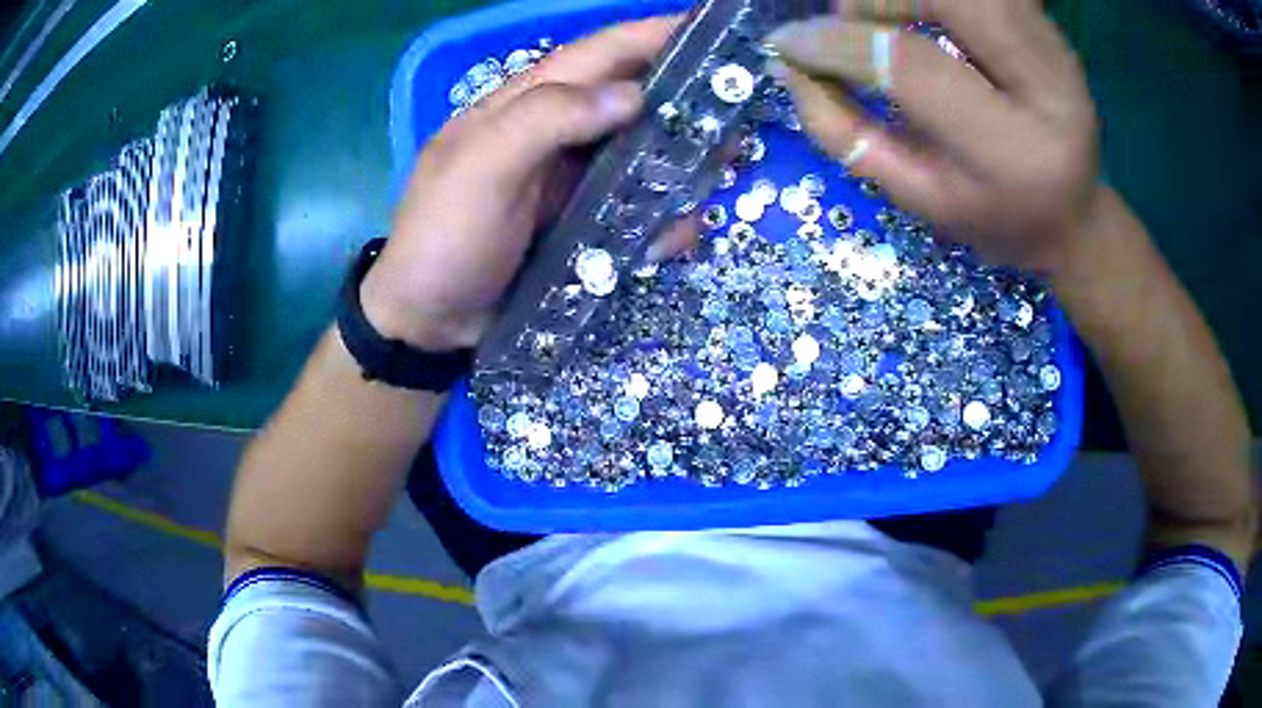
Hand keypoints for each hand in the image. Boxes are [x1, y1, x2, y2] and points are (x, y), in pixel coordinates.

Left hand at [361, 16, 690, 350]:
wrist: (430, 322)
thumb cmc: (444, 238)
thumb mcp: (479, 169)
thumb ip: (544, 120)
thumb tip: (630, 94)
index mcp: (526, 103)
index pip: (600, 52)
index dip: (656, 33)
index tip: (715, 29)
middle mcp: (558, 132)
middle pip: (636, 99)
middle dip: (688, 103)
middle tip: (739, 119)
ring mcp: (574, 179)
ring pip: (646, 155)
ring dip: (684, 168)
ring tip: (715, 184)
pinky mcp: (585, 222)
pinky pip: (638, 208)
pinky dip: (663, 219)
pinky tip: (671, 239)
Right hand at [768, 0, 1099, 273]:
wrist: (1075, 218)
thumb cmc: (995, 220)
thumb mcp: (918, 199)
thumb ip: (848, 135)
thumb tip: (790, 66)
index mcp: (1014, 153)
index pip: (914, 68)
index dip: (840, 45)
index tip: (789, 44)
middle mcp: (1049, 89)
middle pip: (955, 0)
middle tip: (852, 20)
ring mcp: (1059, 53)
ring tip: (886, 18)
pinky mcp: (1055, 33)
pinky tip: (925, 13)